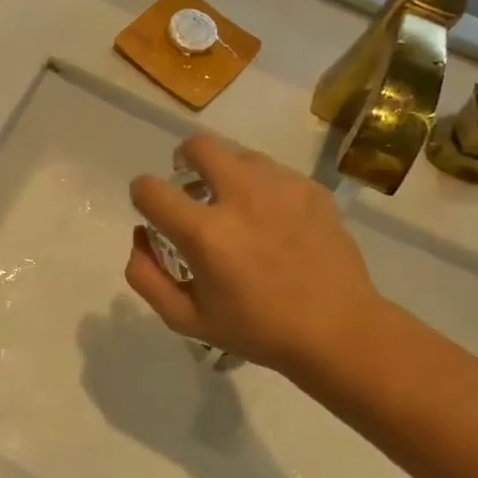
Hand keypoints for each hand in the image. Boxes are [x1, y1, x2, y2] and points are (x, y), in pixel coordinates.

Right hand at [125, 137, 386, 380]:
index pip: (151, 189)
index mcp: (205, 233)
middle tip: (190, 186)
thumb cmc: (257, 330)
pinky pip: (273, 171)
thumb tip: (140, 237)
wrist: (338, 330)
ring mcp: (280, 187)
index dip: (142, 195)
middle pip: (197, 147)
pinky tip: (272, 219)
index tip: (153, 210)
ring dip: (224, 172)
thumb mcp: (186, 319)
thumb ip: (146, 277)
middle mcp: (240, 197)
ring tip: (235, 205)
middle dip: (182, 160)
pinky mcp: (310, 188)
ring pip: (238, 154)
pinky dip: (260, 187)